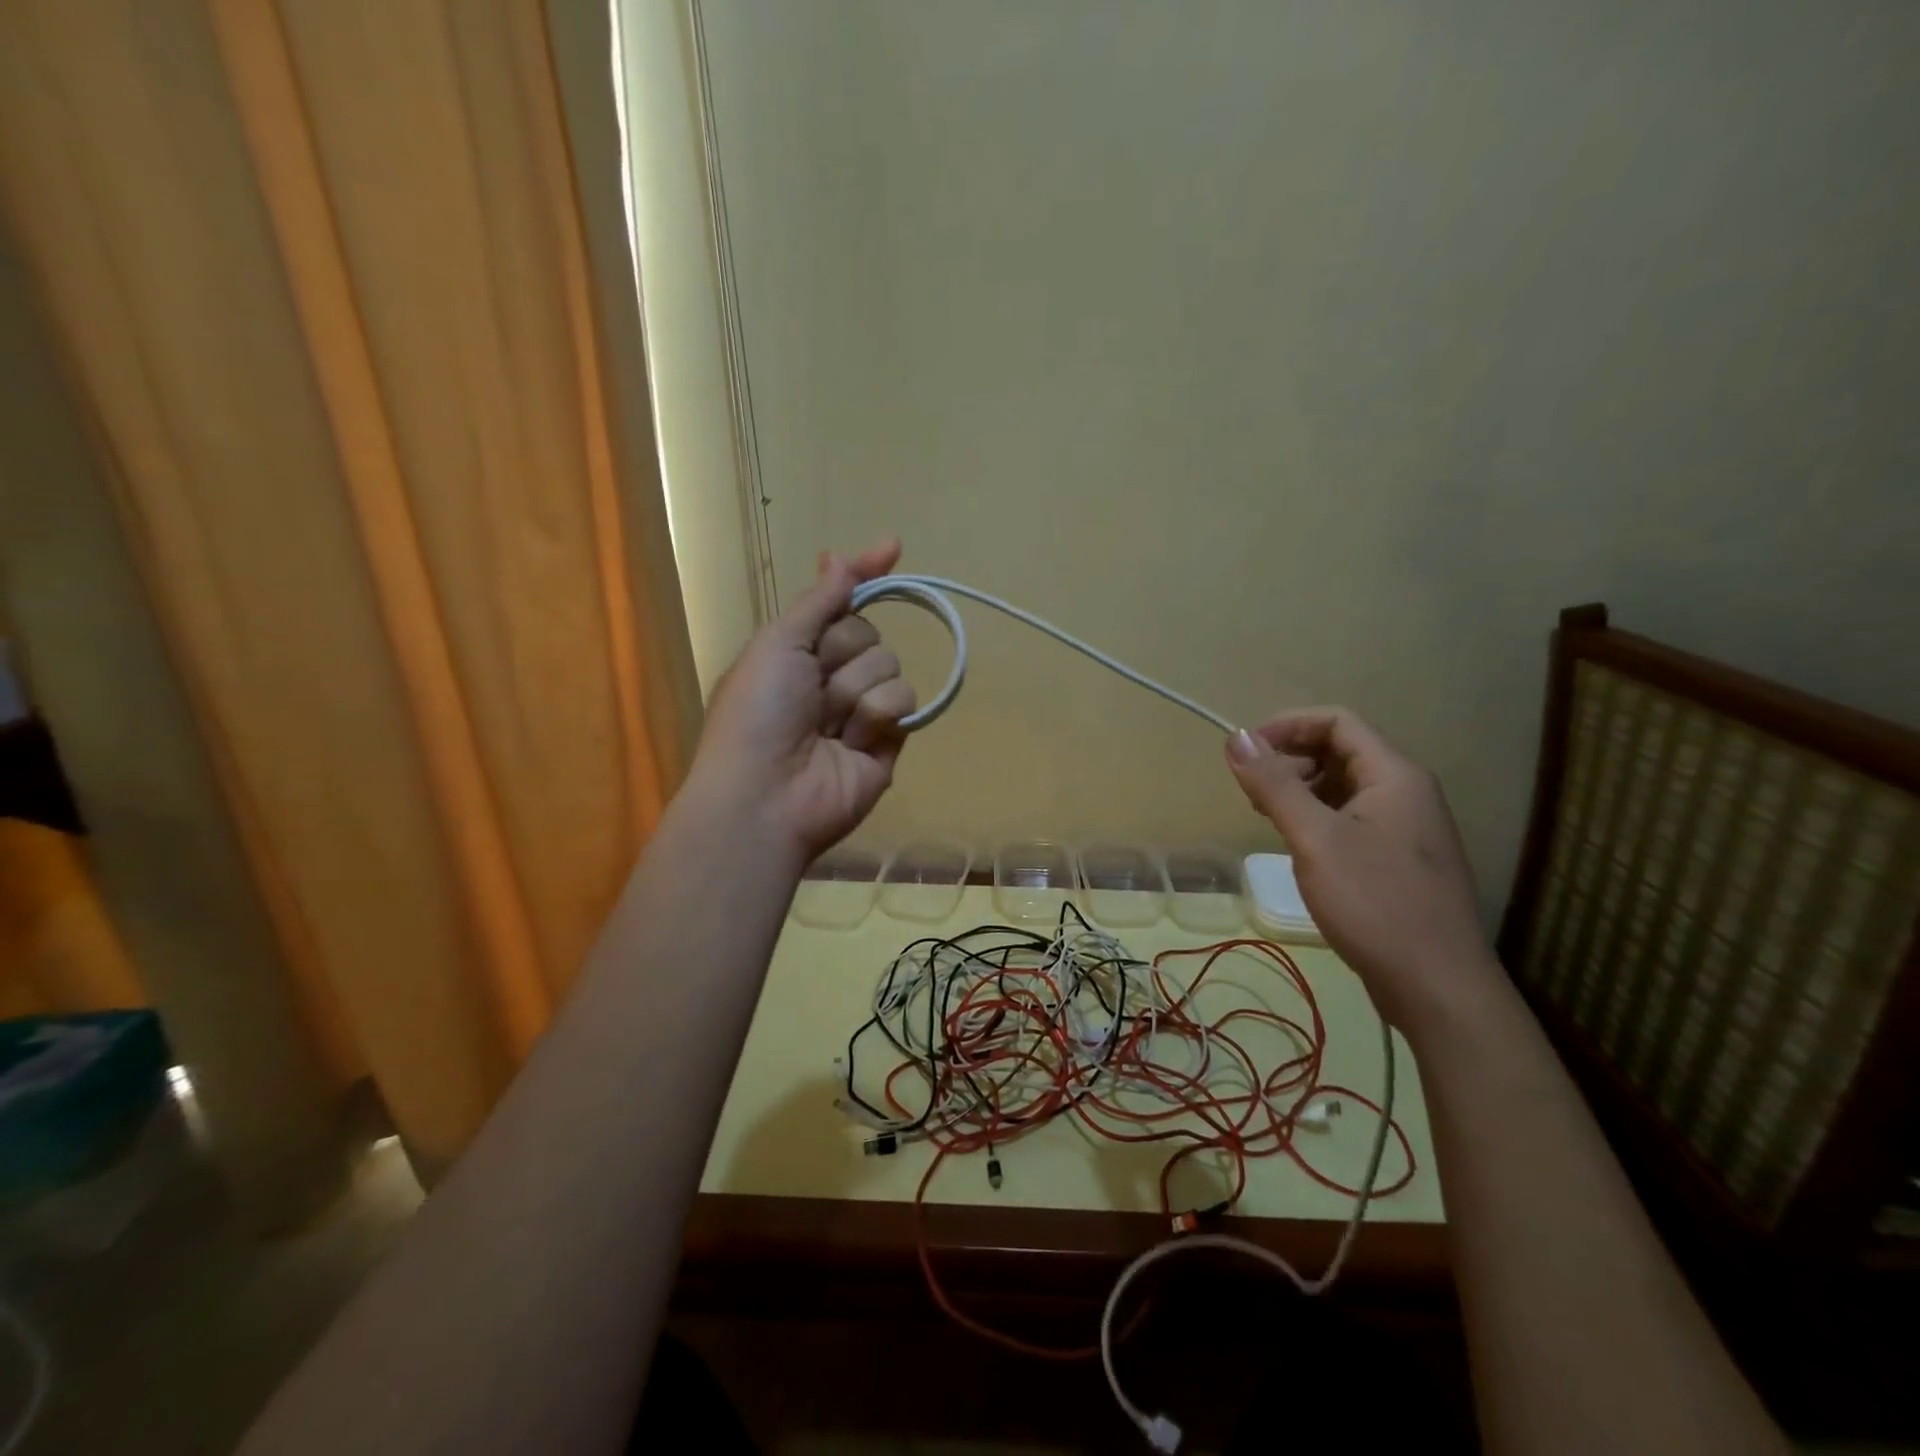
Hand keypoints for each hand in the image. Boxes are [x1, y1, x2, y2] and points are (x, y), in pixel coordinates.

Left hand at [692, 541, 914, 859]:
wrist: (767, 792)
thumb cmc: (758, 712)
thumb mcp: (778, 643)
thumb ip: (818, 601)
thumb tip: (838, 556)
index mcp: (798, 651)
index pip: (841, 603)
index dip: (863, 576)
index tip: (892, 546)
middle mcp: (831, 676)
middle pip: (867, 633)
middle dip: (842, 654)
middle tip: (812, 687)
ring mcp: (862, 709)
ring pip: (888, 665)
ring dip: (854, 690)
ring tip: (827, 725)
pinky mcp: (889, 740)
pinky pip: (905, 701)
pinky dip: (877, 716)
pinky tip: (852, 741)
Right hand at [1225, 708, 1497, 1029]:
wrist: (1437, 986)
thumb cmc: (1375, 903)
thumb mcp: (1315, 839)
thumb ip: (1275, 785)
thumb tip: (1236, 737)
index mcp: (1394, 776)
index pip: (1338, 722)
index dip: (1287, 725)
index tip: (1246, 751)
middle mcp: (1406, 792)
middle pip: (1341, 751)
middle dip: (1291, 759)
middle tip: (1253, 791)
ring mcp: (1406, 828)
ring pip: (1345, 787)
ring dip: (1301, 789)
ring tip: (1268, 817)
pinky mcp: (1399, 859)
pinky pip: (1352, 818)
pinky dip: (1318, 818)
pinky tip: (1297, 845)